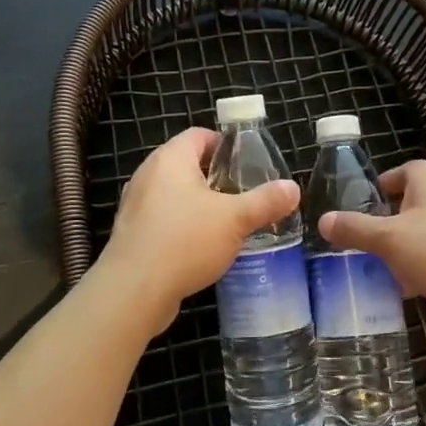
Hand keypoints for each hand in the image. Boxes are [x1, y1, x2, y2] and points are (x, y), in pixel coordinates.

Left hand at [98, 127, 300, 334]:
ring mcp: (136, 204)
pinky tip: (202, 246)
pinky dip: (183, 225)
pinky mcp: (132, 232)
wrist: (133, 290)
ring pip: (174, 193)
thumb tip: (293, 189)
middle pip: (187, 164)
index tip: (248, 164)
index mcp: (170, 158)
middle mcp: (148, 174)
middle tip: (244, 194)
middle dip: (216, 177)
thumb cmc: (185, 241)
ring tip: (228, 222)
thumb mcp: (235, 220)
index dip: (225, 145)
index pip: (199, 135)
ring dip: (199, 203)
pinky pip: (163, 218)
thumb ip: (265, 202)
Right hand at [319, 161, 425, 341]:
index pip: (403, 170)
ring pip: (420, 234)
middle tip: (360, 237)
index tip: (362, 202)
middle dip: (385, 221)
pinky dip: (416, 269)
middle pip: (409, 204)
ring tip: (372, 265)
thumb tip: (322, 220)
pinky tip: (400, 289)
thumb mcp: (386, 238)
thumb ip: (353, 228)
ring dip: (399, 249)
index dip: (382, 183)